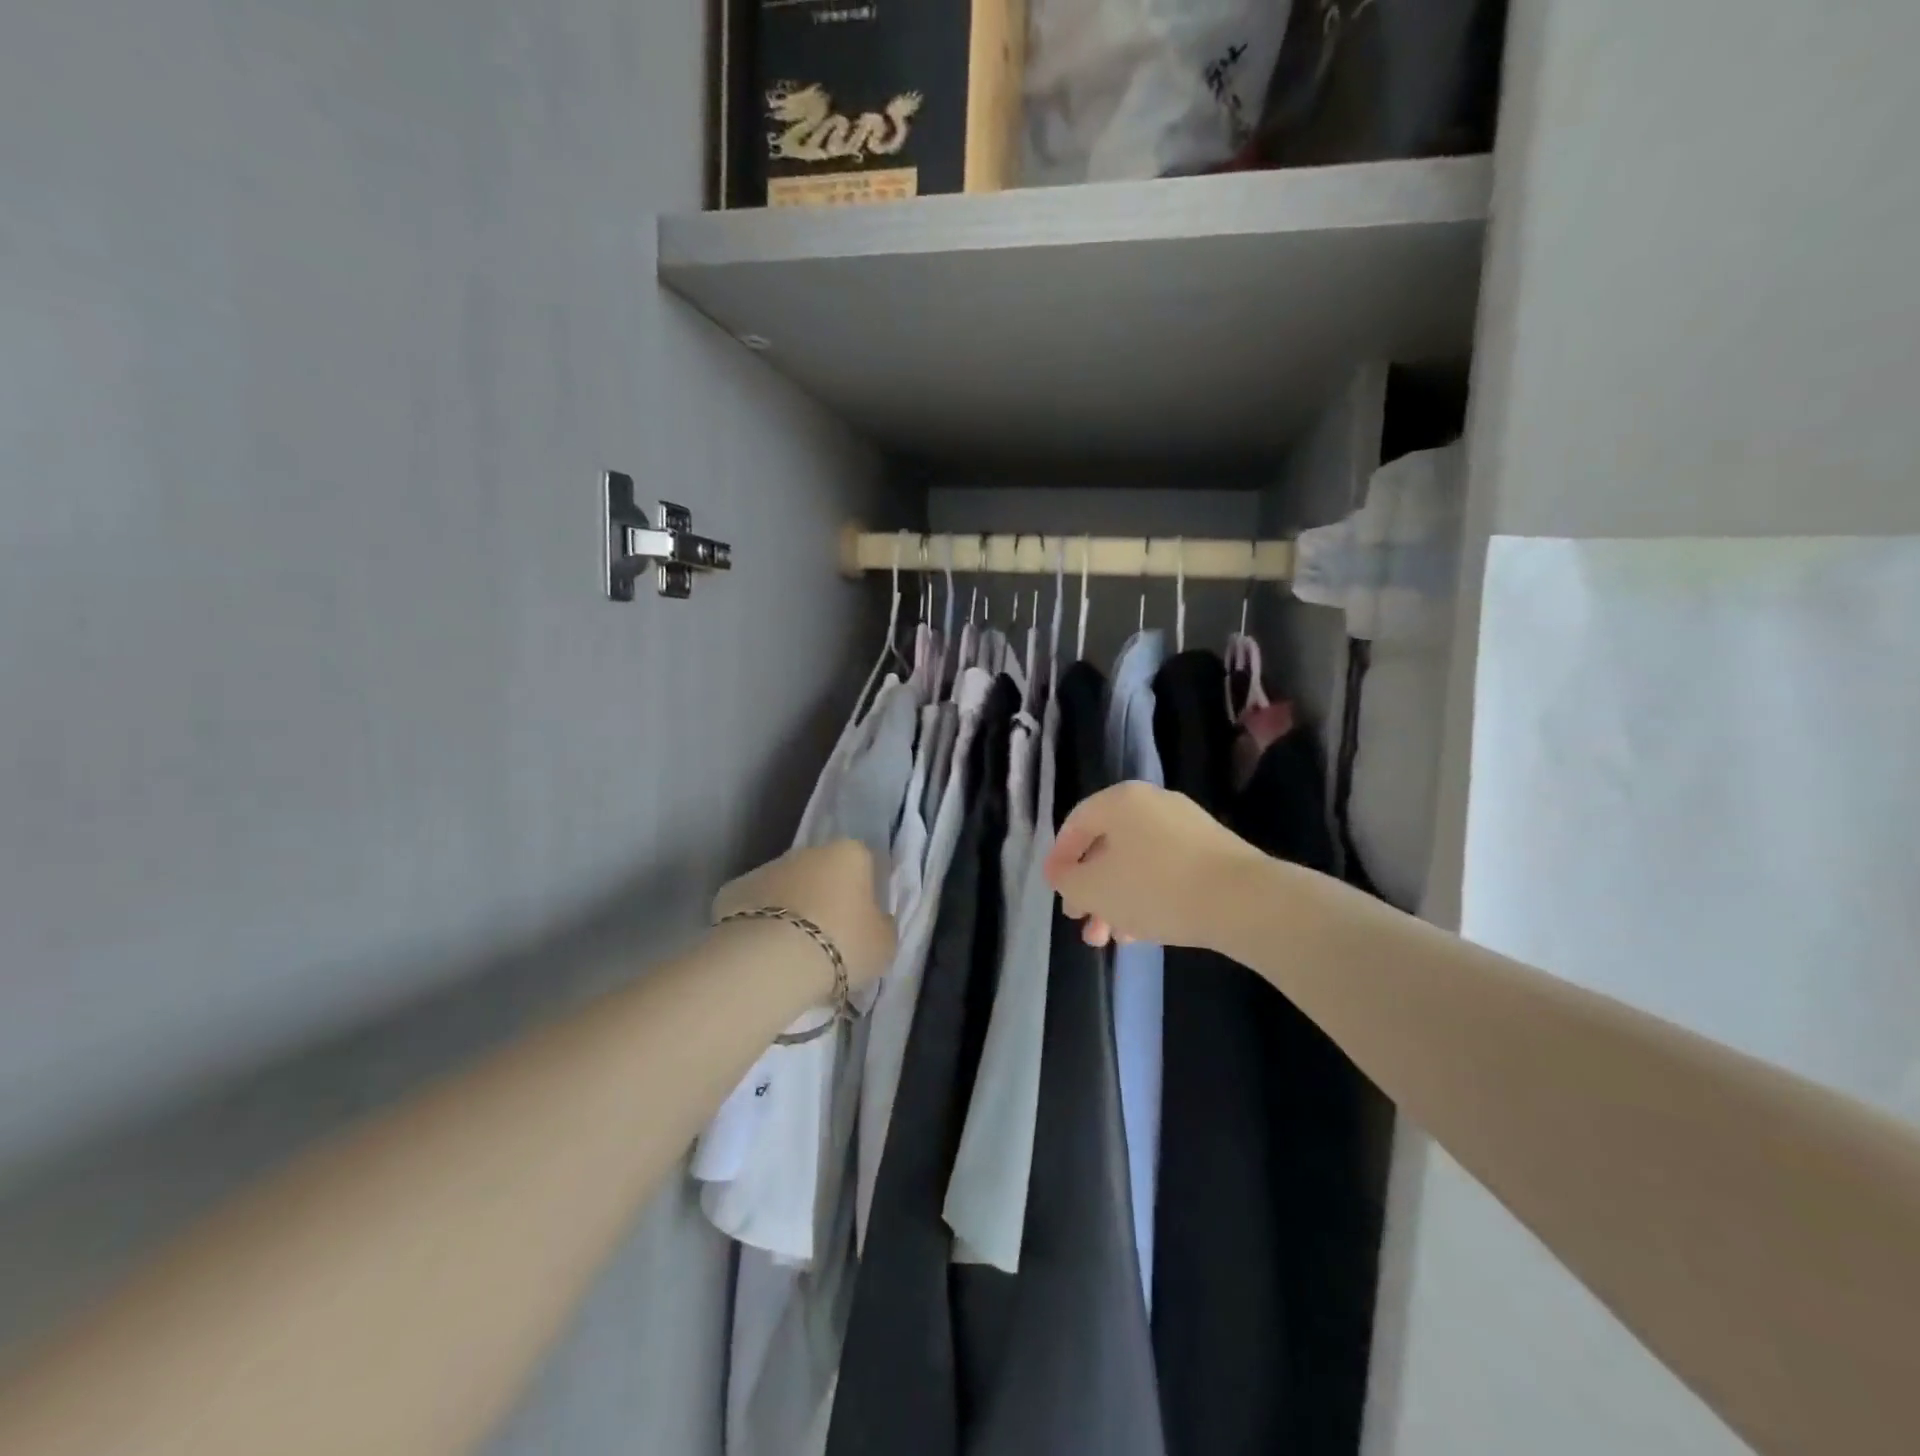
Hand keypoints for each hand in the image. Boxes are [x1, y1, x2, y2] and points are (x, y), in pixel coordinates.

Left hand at [713, 841, 896, 992]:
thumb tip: (874, 921)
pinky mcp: (732, 891)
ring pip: (785, 888)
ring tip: (792, 954)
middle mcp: (808, 851)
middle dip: (825, 899)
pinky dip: (758, 925)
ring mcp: (766, 868)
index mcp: (850, 853)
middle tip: (828, 941)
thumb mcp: (884, 944)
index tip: (862, 925)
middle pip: (822, 873)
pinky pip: (754, 908)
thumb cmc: (842, 945)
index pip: (864, 864)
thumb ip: (882, 925)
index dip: (865, 894)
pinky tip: (761, 954)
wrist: (771, 961)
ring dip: (791, 911)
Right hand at [1045, 782, 1265, 949]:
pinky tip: (1143, 931)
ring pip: (1136, 862)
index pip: (1076, 823)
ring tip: (1112, 939)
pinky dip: (1147, 896)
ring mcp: (1186, 826)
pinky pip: (1165, 870)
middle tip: (1083, 924)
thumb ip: (1068, 881)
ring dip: (1117, 900)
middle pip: (1107, 846)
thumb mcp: (1094, 889)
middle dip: (1091, 890)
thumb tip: (1063, 874)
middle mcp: (1152, 803)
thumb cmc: (1155, 887)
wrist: (1243, 901)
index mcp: (1120, 801)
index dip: (1059, 859)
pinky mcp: (1211, 851)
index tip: (1055, 891)